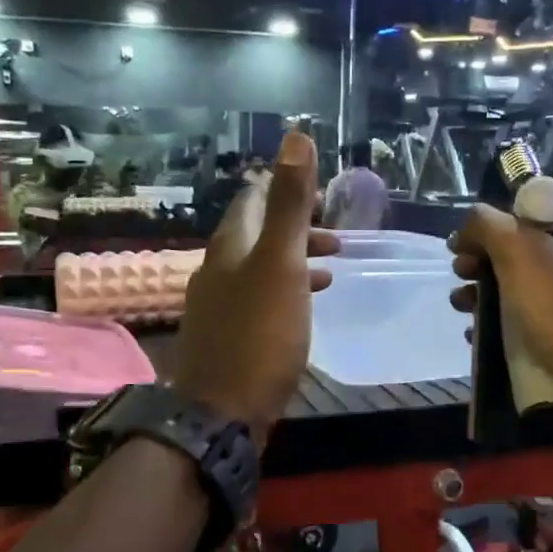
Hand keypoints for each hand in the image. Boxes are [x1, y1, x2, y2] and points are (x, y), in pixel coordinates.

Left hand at [172, 131, 335, 445]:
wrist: (222, 415)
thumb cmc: (258, 336)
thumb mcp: (281, 265)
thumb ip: (290, 204)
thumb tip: (296, 136)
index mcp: (229, 247)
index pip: (252, 199)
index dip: (283, 187)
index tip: (319, 191)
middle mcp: (217, 270)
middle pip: (256, 234)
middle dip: (295, 227)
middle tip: (335, 235)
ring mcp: (218, 306)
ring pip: (259, 268)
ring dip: (294, 260)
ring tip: (332, 267)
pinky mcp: (227, 338)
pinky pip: (258, 300)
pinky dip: (285, 292)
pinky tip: (303, 309)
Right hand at [448, 176, 552, 432]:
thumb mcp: (520, 251)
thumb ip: (489, 227)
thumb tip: (467, 229)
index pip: (536, 198)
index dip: (500, 207)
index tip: (473, 228)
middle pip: (516, 245)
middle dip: (480, 255)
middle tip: (461, 269)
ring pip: (511, 286)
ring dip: (479, 292)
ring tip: (461, 305)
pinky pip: (515, 324)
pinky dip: (491, 326)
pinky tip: (474, 335)